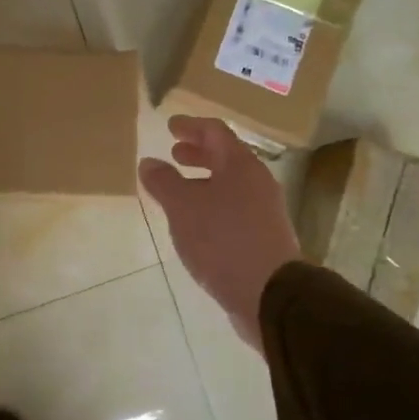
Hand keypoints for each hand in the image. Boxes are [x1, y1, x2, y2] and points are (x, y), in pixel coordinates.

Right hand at [139, 116, 299, 350]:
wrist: (269, 293)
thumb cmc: (223, 240)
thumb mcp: (183, 208)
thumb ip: (164, 182)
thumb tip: (149, 162)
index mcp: (240, 165)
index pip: (215, 132)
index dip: (191, 126)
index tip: (171, 125)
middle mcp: (257, 182)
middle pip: (226, 157)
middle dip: (198, 153)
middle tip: (175, 153)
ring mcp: (264, 210)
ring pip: (230, 184)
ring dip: (204, 180)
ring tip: (179, 190)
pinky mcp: (263, 236)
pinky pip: (234, 208)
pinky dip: (212, 204)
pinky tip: (196, 223)